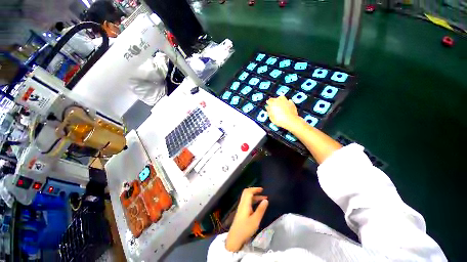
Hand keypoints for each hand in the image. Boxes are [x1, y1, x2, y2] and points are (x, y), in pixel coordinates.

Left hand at [225, 188, 268, 251]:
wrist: (235, 238)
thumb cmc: (245, 229)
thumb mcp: (255, 220)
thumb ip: (261, 209)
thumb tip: (266, 200)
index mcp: (245, 204)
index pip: (249, 192)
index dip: (255, 189)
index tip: (262, 189)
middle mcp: (242, 203)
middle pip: (247, 193)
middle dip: (254, 191)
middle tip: (262, 192)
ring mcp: (241, 207)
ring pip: (247, 197)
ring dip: (255, 196)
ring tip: (263, 199)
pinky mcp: (241, 211)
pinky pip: (247, 202)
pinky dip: (252, 200)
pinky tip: (257, 205)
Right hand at [266, 96, 299, 129]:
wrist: (290, 121)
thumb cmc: (279, 120)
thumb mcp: (271, 117)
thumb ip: (269, 111)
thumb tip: (267, 107)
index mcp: (273, 104)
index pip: (269, 101)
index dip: (268, 102)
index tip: (267, 103)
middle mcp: (279, 101)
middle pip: (274, 98)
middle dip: (272, 100)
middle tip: (272, 103)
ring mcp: (286, 101)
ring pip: (281, 97)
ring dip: (279, 98)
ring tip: (279, 101)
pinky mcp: (291, 103)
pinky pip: (288, 100)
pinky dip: (287, 101)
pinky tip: (286, 103)